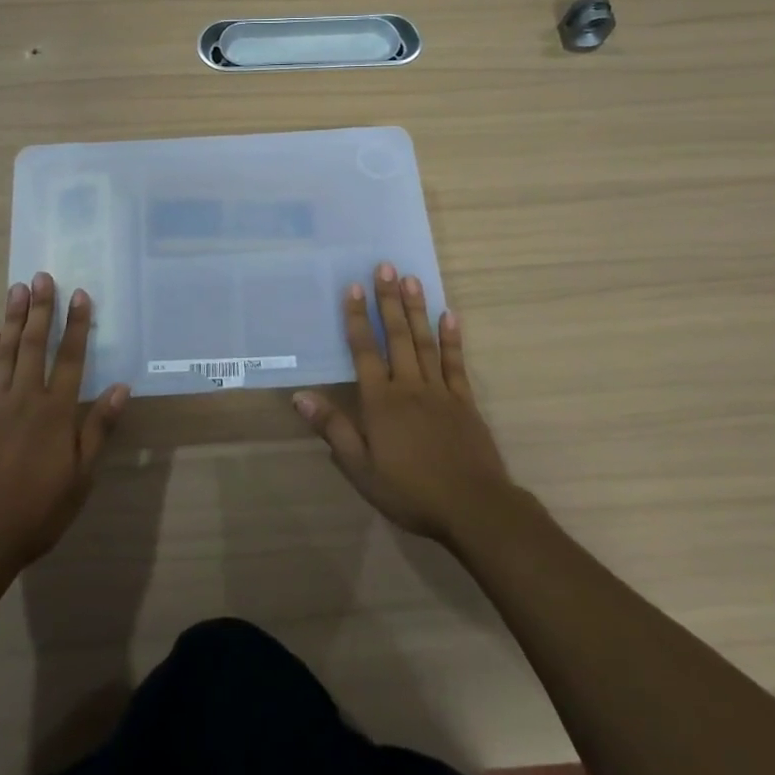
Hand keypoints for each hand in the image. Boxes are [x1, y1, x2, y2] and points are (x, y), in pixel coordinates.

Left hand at [0, 273, 129, 579]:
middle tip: (41, 276)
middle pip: (35, 345)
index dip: (77, 325)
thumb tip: (121, 387)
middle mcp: (25, 400)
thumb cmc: (36, 511)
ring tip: (16, 289)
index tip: (80, 294)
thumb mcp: (80, 478)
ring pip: (6, 353)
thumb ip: (98, 429)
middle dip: (40, 309)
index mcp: (55, 413)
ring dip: (13, 320)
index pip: (71, 359)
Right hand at [292, 262, 518, 545]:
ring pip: (424, 342)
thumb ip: (333, 429)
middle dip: (389, 300)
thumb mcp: (361, 469)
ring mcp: (440, 391)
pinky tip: (449, 315)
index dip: (357, 319)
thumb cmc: (411, 491)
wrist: (474, 508)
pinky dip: (452, 339)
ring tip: (411, 278)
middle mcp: (409, 386)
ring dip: (417, 309)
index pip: (365, 351)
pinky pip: (456, 363)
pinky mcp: (465, 401)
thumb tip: (300, 396)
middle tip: (385, 266)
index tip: (354, 287)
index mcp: (381, 401)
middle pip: (397, 336)